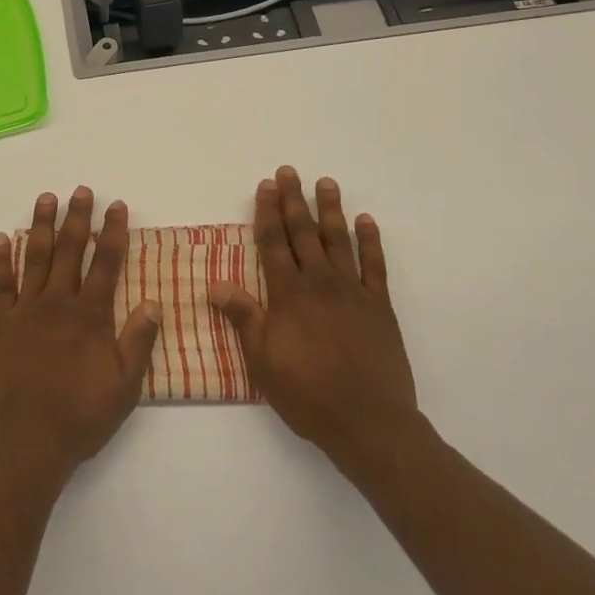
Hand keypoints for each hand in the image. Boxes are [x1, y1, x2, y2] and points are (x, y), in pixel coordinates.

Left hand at [0, 188, 163, 488]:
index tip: (116, 206)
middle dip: (77, 217)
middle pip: (70, 250)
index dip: (113, 232)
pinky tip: (1, 238)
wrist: (25, 445)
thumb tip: (155, 303)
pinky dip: (1, 259)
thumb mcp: (124, 388)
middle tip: (80, 190)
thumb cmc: (80, 419)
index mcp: (91, 316)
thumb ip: (138, 342)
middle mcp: (59, 304)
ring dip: (41, 225)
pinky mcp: (0, 325)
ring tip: (46, 198)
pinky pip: (0, 285)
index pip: (106, 263)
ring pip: (35, 257)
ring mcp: (26, 311)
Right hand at [210, 167, 426, 477]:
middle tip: (289, 171)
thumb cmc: (307, 393)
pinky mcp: (379, 306)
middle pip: (304, 232)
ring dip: (331, 209)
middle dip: (294, 200)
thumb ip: (243, 317)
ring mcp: (352, 292)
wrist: (368, 422)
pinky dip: (371, 241)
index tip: (266, 186)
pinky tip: (366, 221)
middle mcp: (319, 283)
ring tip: (326, 182)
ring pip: (339, 240)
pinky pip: (375, 266)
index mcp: (288, 294)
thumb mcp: (262, 360)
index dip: (267, 212)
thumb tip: (214, 284)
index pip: (273, 243)